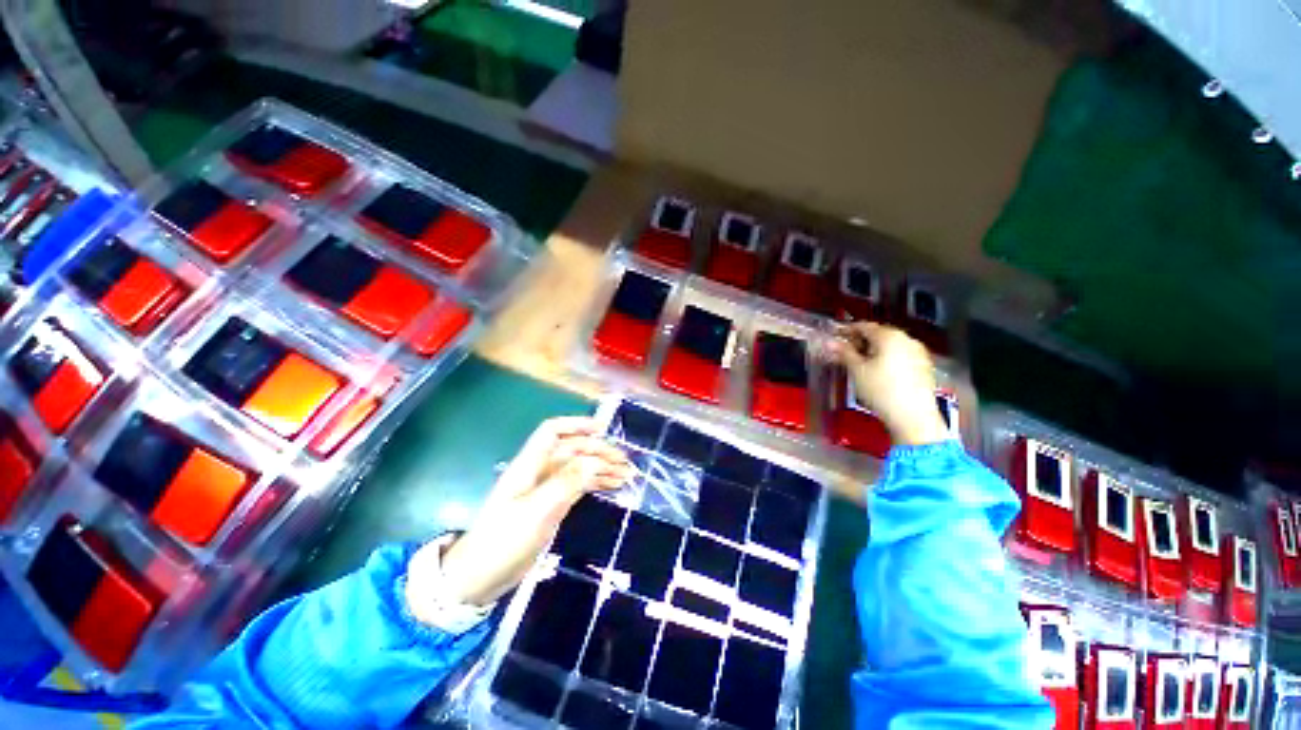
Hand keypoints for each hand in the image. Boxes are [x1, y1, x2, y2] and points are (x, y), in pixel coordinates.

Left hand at [405, 417, 632, 618]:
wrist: (481, 577)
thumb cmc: (504, 540)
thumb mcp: (537, 511)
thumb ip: (567, 482)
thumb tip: (596, 461)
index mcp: (529, 465)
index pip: (553, 431)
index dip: (577, 425)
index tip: (603, 429)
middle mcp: (539, 471)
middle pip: (572, 450)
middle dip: (599, 451)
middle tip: (625, 463)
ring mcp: (546, 488)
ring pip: (579, 467)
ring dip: (602, 467)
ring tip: (626, 475)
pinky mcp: (552, 504)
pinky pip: (579, 485)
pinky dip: (596, 483)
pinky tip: (612, 486)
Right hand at [829, 322, 949, 446]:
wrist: (914, 416)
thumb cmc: (881, 390)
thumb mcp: (857, 370)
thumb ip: (844, 353)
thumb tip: (829, 342)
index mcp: (890, 336)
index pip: (864, 326)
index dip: (847, 330)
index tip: (835, 337)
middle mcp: (907, 339)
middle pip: (879, 335)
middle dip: (860, 342)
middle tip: (844, 352)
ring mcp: (918, 353)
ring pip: (890, 346)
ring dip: (873, 351)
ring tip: (859, 363)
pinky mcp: (924, 367)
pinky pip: (900, 356)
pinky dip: (886, 359)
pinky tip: (877, 372)